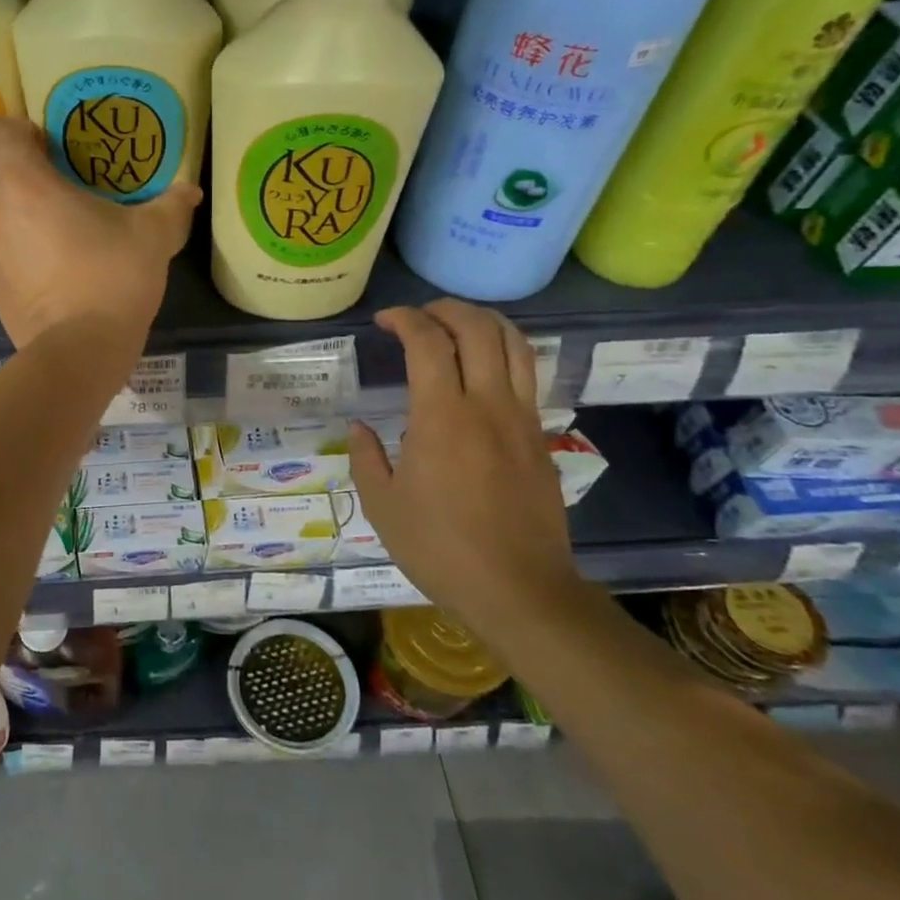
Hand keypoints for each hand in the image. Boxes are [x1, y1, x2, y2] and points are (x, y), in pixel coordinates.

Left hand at [0, 118, 199, 357]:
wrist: (79, 349)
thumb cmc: (113, 279)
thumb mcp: (152, 237)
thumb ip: (170, 206)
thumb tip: (191, 190)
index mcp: (24, 184)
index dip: (17, 129)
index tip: (49, 145)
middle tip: (38, 173)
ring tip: (33, 209)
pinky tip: (35, 249)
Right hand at [348, 299, 575, 643]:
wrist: (519, 590)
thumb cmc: (440, 548)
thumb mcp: (382, 506)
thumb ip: (366, 458)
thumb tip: (359, 428)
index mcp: (442, 418)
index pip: (428, 342)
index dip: (405, 319)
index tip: (384, 321)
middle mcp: (487, 406)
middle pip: (478, 329)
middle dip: (446, 309)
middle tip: (419, 316)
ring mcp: (521, 420)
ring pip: (515, 345)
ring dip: (484, 322)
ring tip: (456, 326)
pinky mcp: (540, 439)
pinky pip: (526, 377)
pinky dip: (503, 354)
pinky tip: (482, 370)